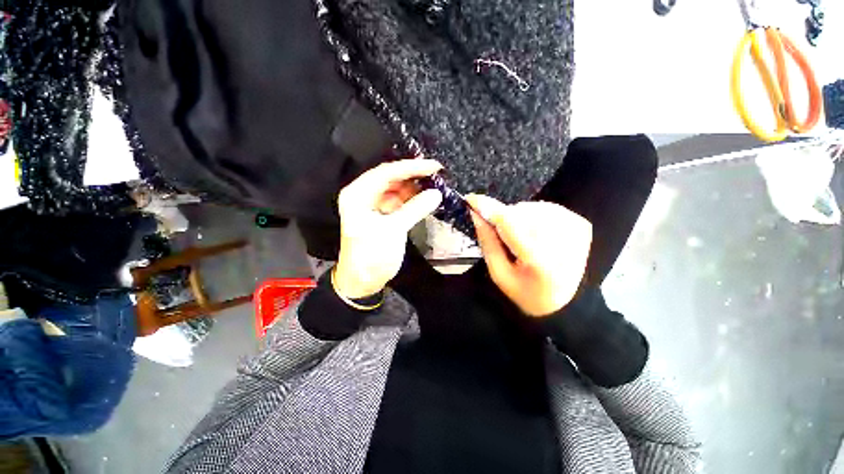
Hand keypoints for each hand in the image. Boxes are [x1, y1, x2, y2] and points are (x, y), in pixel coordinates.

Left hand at [334, 159, 443, 298]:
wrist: (363, 281)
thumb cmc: (371, 256)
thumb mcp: (393, 231)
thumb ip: (415, 209)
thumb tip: (436, 193)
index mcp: (358, 195)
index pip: (386, 173)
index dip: (411, 167)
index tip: (433, 165)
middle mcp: (364, 195)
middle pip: (391, 177)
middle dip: (413, 174)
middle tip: (436, 172)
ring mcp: (373, 205)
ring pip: (396, 188)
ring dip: (414, 186)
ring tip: (435, 182)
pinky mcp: (383, 214)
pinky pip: (399, 201)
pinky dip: (412, 198)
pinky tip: (426, 196)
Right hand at [465, 194, 591, 316]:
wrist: (564, 303)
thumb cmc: (526, 292)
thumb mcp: (499, 274)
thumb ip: (487, 242)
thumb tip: (476, 214)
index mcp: (540, 260)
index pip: (509, 223)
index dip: (488, 208)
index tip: (470, 199)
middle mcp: (562, 241)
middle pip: (520, 213)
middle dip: (503, 219)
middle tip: (501, 237)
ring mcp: (575, 230)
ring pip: (531, 208)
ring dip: (518, 218)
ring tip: (519, 239)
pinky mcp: (581, 224)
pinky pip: (545, 208)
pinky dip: (533, 217)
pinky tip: (534, 234)